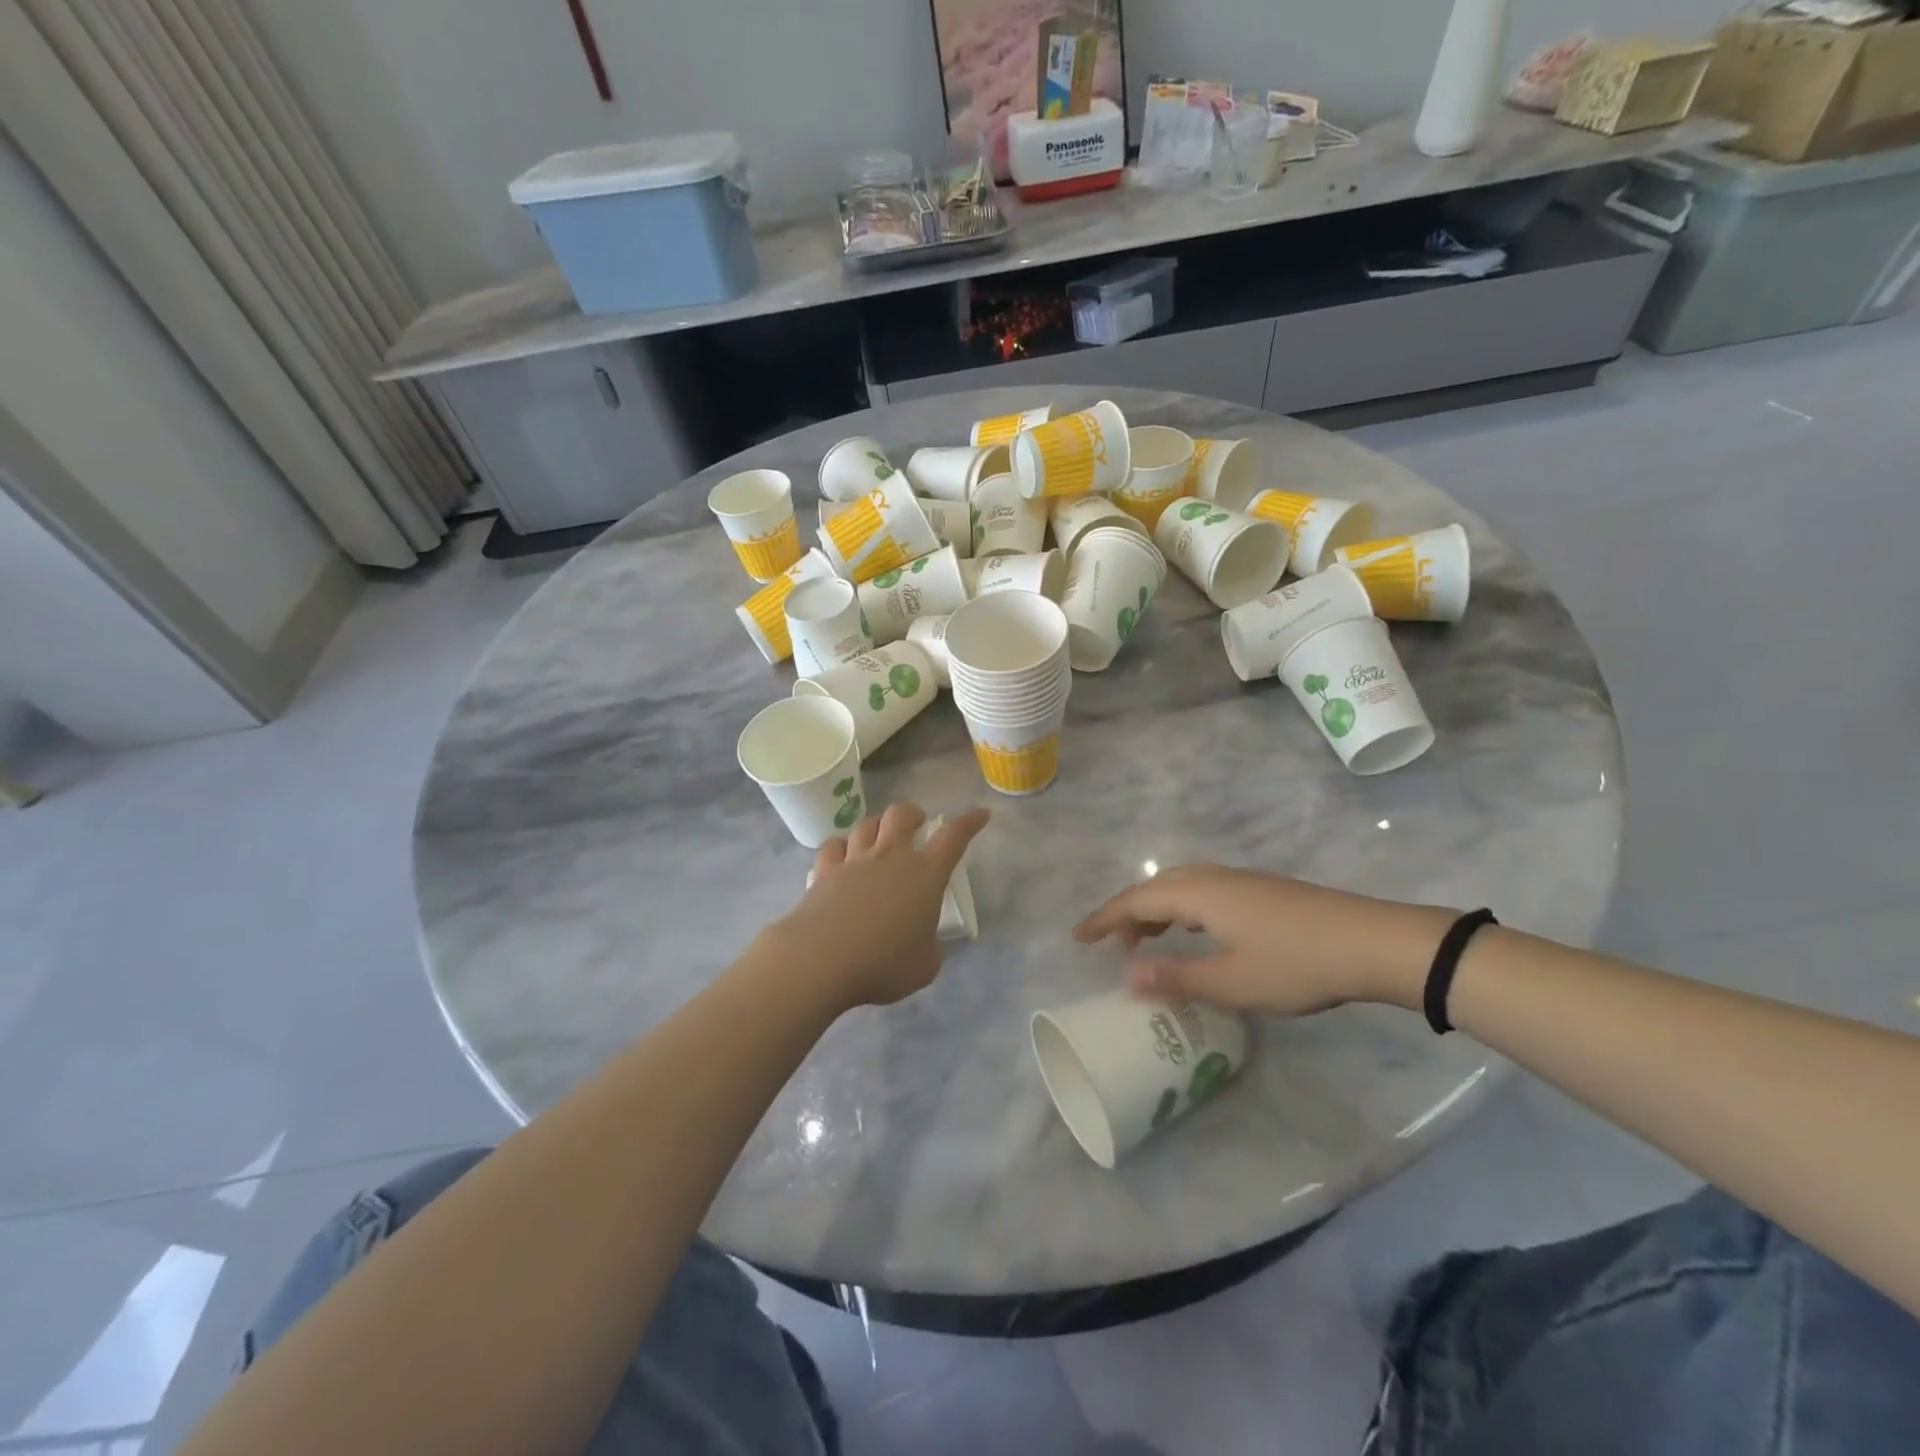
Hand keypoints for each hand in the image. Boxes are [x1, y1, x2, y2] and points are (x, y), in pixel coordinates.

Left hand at [768, 803, 989, 1009]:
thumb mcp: (925, 965)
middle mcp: (891, 857)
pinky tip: (842, 857)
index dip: (969, 822)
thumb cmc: (884, 963)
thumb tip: (922, 941)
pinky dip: (841, 847)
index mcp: (925, 874)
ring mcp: (854, 861)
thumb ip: (929, 946)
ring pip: (867, 824)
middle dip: (913, 813)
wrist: (822, 959)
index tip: (980, 814)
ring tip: (880, 836)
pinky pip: (834, 846)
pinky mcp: (824, 872)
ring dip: (878, 825)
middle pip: (902, 815)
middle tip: (918, 823)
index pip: (954, 837)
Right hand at [1073, 865, 1454, 1015]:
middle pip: (1156, 887)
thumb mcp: (1233, 982)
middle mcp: (1214, 879)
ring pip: (1182, 887)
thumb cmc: (1297, 964)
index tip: (1077, 937)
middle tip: (1113, 945)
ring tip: (1148, 940)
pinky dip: (1182, 909)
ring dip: (1156, 910)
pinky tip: (1197, 932)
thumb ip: (1177, 977)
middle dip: (1128, 912)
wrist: (1373, 942)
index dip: (1104, 919)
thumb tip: (1127, 975)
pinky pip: (1203, 892)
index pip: (1136, 900)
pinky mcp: (1262, 891)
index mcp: (1199, 894)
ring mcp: (1241, 882)